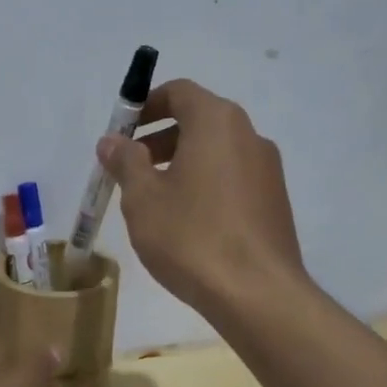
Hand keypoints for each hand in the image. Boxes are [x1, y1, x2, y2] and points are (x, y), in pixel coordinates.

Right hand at [98, 79, 305, 316]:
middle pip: (199, 120)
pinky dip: (205, 184)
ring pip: (216, 152)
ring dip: (181, 163)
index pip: (179, 92)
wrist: (257, 294)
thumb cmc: (192, 237)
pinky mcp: (274, 202)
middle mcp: (249, 136)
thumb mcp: (143, 199)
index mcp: (217, 122)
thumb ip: (126, 162)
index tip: (122, 132)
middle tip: (130, 168)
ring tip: (153, 200)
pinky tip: (186, 223)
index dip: (146, 106)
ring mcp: (267, 170)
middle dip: (160, 138)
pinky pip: (232, 178)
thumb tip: (112, 141)